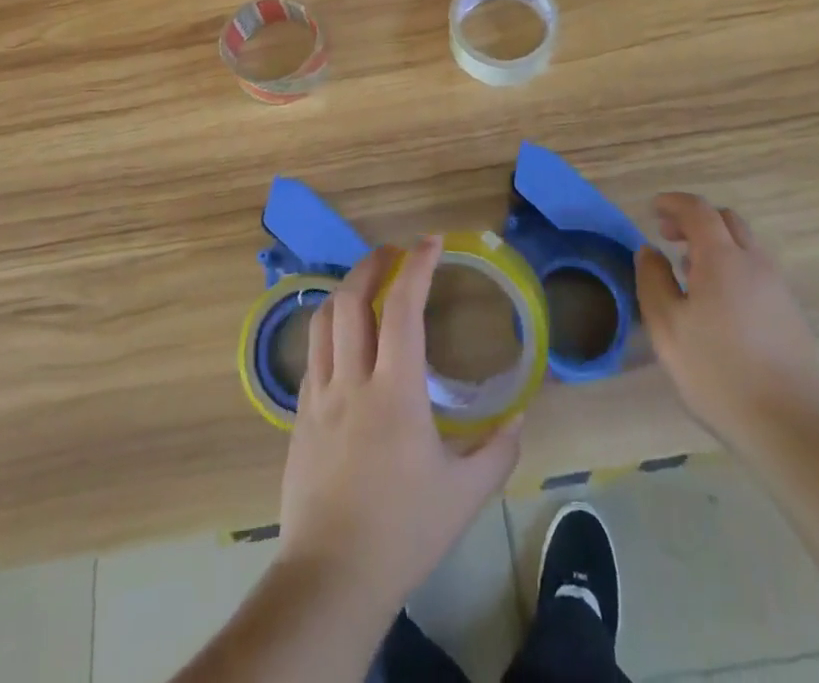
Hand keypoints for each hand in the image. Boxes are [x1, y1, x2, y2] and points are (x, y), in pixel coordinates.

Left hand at [278, 237, 522, 616]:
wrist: (331, 577)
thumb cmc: (402, 531)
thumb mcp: (464, 496)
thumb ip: (497, 452)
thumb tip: (519, 418)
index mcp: (395, 391)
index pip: (402, 308)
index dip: (417, 266)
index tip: (432, 242)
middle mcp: (352, 380)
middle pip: (351, 299)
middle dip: (373, 264)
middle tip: (395, 252)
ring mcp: (319, 396)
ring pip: (323, 320)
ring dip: (345, 289)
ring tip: (366, 282)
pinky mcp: (299, 415)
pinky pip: (312, 353)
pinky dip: (328, 327)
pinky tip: (343, 337)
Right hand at [636, 192, 818, 457]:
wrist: (793, 429)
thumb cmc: (719, 373)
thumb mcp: (667, 327)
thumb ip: (653, 281)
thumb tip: (650, 251)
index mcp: (723, 259)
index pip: (698, 210)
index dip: (674, 203)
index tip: (653, 209)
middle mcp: (755, 264)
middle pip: (726, 221)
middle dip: (695, 219)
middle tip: (668, 236)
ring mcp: (778, 289)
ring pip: (744, 247)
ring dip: (714, 244)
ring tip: (687, 270)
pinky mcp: (790, 315)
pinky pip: (755, 271)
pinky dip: (731, 266)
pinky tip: (716, 302)